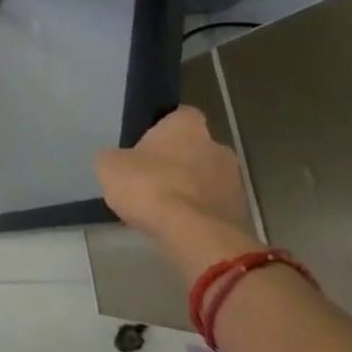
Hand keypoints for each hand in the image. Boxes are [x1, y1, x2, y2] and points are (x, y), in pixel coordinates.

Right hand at [96, 106, 258, 281]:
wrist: (194, 236)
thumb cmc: (149, 186)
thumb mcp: (110, 165)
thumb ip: (116, 157)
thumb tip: (119, 161)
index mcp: (188, 126)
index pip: (180, 115)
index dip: (164, 129)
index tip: (147, 144)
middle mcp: (217, 147)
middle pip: (197, 149)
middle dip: (180, 161)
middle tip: (152, 178)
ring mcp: (234, 183)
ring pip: (208, 180)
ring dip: (191, 189)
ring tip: (164, 208)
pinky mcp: (241, 215)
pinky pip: (214, 208)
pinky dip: (199, 215)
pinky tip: (178, 227)